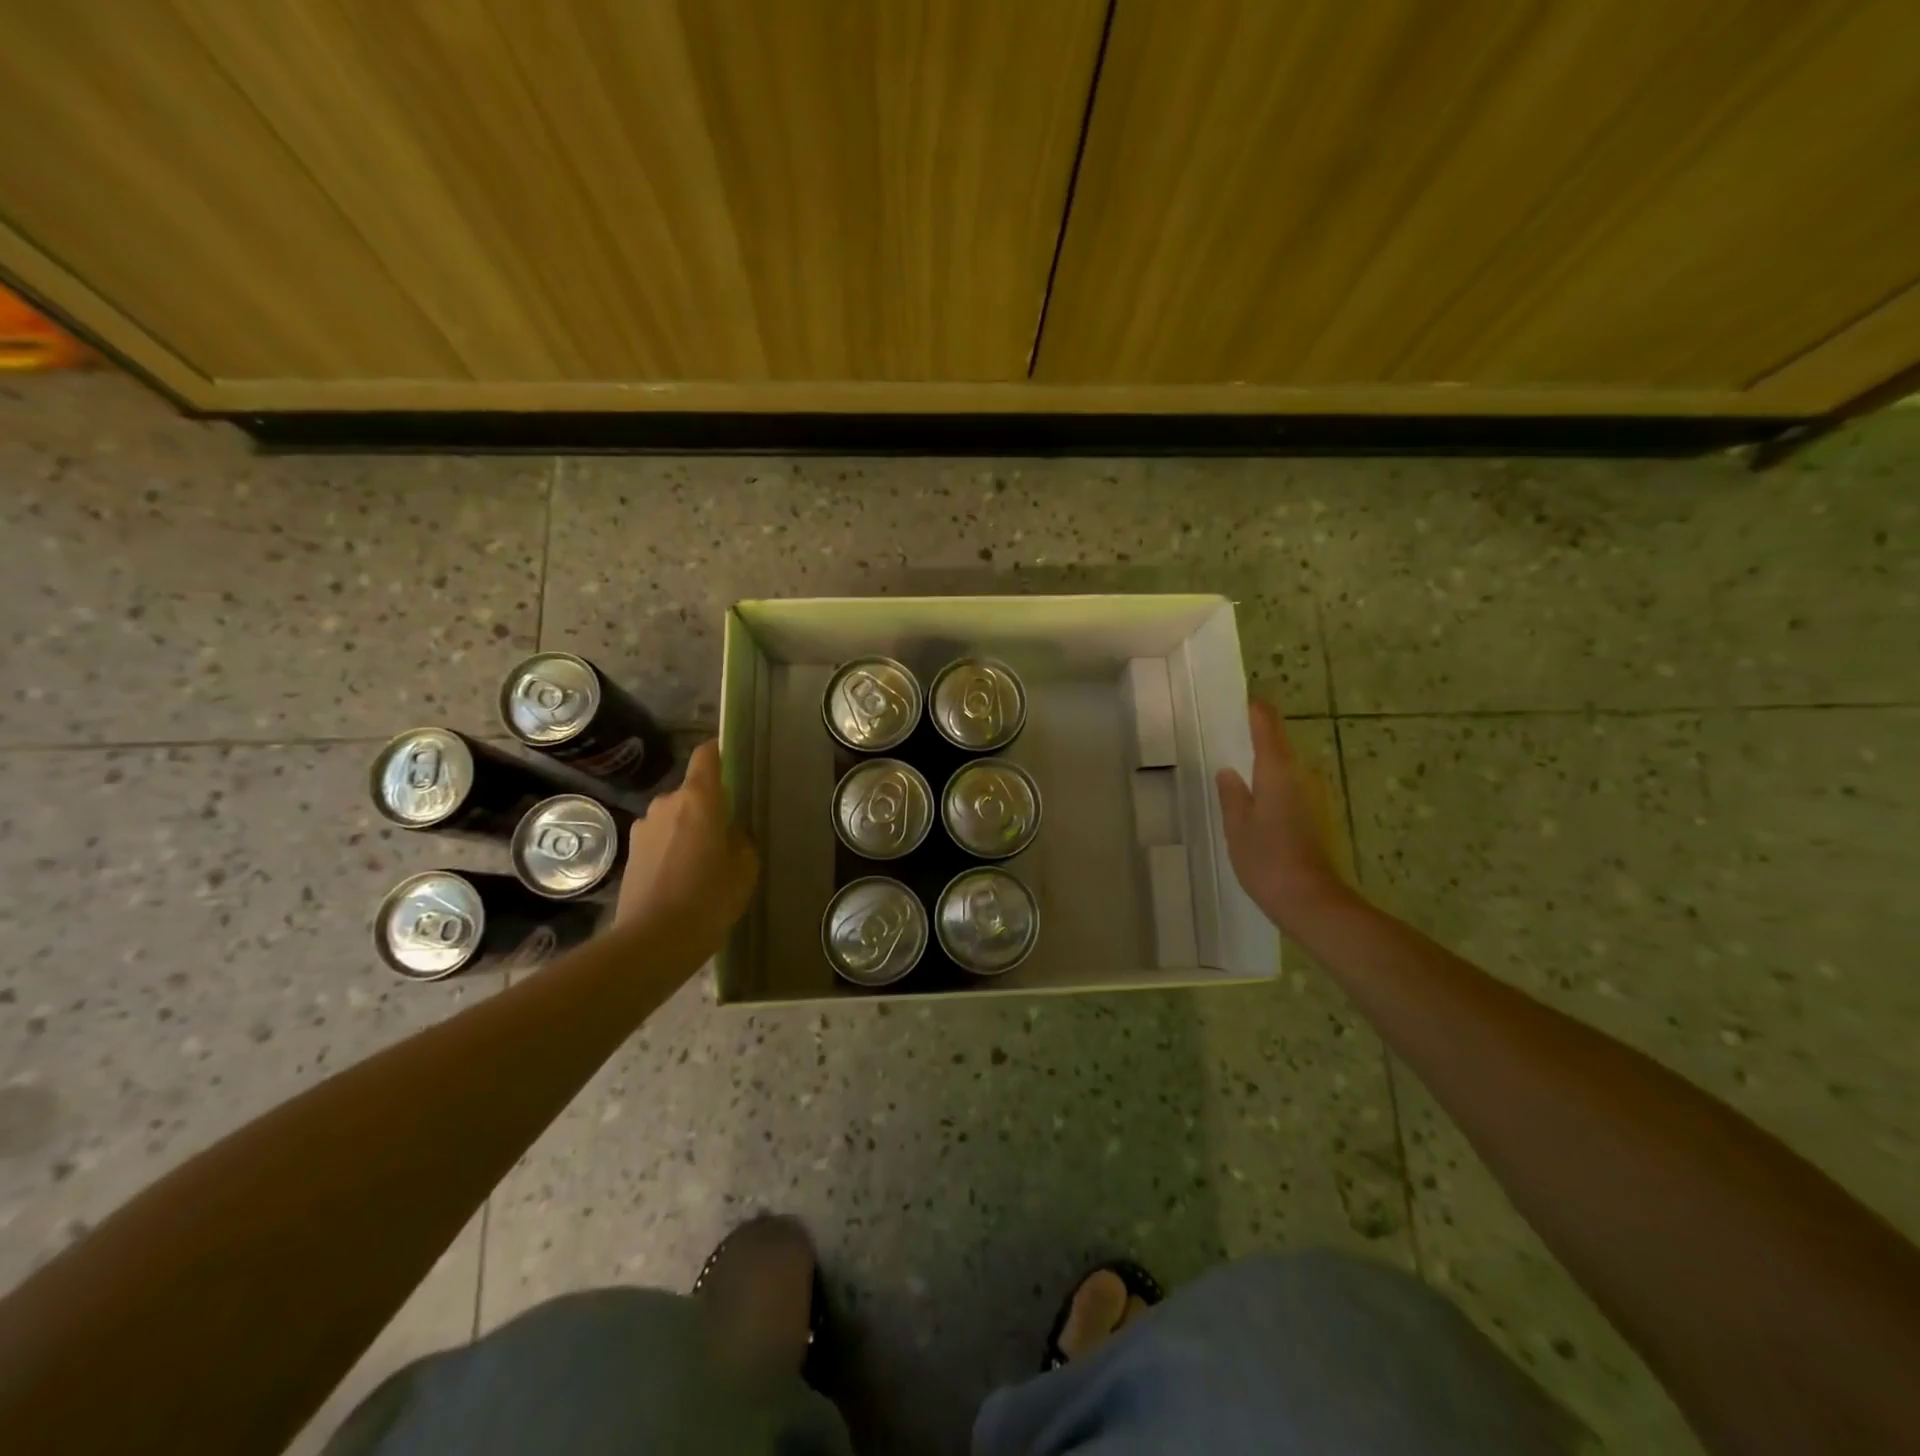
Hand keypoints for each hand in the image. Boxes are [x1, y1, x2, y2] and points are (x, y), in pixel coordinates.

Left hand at [615, 740, 758, 960]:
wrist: (655, 940)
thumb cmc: (710, 896)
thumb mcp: (745, 866)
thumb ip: (741, 837)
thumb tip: (730, 829)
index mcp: (699, 798)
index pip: (706, 756)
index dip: (718, 753)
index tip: (732, 761)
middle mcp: (667, 803)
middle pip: (691, 792)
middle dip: (708, 806)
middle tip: (726, 834)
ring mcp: (643, 827)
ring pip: (674, 817)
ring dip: (687, 829)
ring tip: (703, 862)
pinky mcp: (631, 853)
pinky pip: (660, 839)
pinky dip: (672, 849)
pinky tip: (682, 879)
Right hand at [1215, 699, 1350, 928]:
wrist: (1313, 902)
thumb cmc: (1267, 860)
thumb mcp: (1237, 827)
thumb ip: (1232, 795)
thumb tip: (1229, 772)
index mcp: (1278, 770)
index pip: (1268, 724)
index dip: (1255, 710)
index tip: (1239, 702)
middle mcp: (1304, 775)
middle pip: (1279, 746)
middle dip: (1257, 743)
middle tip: (1228, 745)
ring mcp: (1317, 796)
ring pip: (1288, 771)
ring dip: (1267, 771)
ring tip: (1240, 780)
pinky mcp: (1323, 816)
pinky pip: (1294, 790)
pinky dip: (1277, 791)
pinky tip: (1259, 809)